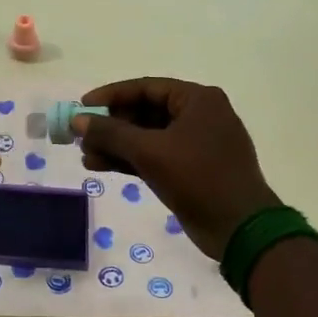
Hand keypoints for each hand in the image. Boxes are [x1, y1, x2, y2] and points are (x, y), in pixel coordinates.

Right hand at [75, 78, 279, 258]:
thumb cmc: (199, 178)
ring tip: (85, 156)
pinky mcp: (191, 169)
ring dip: (116, 146)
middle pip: (145, 112)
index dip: (111, 96)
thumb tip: (77, 120)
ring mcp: (196, 144)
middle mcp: (198, 115)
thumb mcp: (150, 152)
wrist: (240, 229)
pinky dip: (129, 161)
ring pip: (147, 137)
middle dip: (111, 126)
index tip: (82, 106)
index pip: (146, 88)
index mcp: (197, 100)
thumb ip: (111, 133)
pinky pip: (154, 156)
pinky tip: (100, 167)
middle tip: (82, 136)